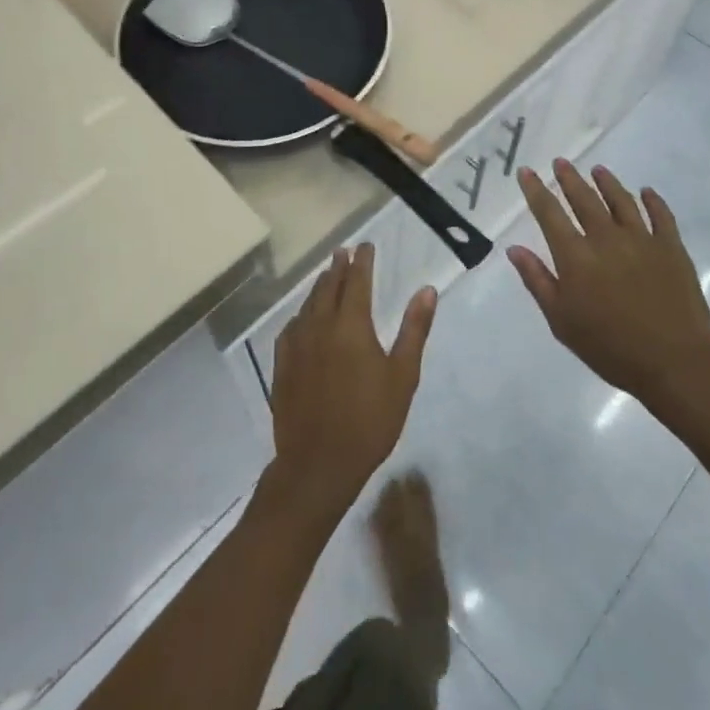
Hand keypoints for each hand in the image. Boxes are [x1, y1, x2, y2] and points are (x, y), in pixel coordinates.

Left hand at [268, 244, 436, 523]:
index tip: (366, 245)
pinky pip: (292, 326)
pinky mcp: (283, 364)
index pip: (357, 280)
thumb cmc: (370, 421)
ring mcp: (297, 344)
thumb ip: (414, 330)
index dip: (363, 261)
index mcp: (352, 325)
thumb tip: (427, 290)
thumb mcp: (403, 376)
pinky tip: (303, 318)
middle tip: (344, 252)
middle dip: (338, 266)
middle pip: (328, 286)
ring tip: (326, 275)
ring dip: (319, 286)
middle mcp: (321, 325)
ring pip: (308, 304)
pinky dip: (302, 313)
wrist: (318, 464)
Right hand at [510, 159, 709, 417]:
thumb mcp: (562, 321)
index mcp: (576, 256)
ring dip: (607, 183)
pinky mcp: (672, 248)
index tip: (527, 171)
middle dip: (569, 179)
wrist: (675, 363)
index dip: (536, 191)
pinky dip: (653, 201)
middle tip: (561, 162)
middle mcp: (606, 238)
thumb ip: (537, 281)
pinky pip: (661, 215)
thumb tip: (514, 248)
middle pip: (584, 199)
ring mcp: (642, 240)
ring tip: (598, 170)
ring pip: (621, 201)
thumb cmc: (610, 348)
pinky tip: (646, 192)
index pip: (549, 214)